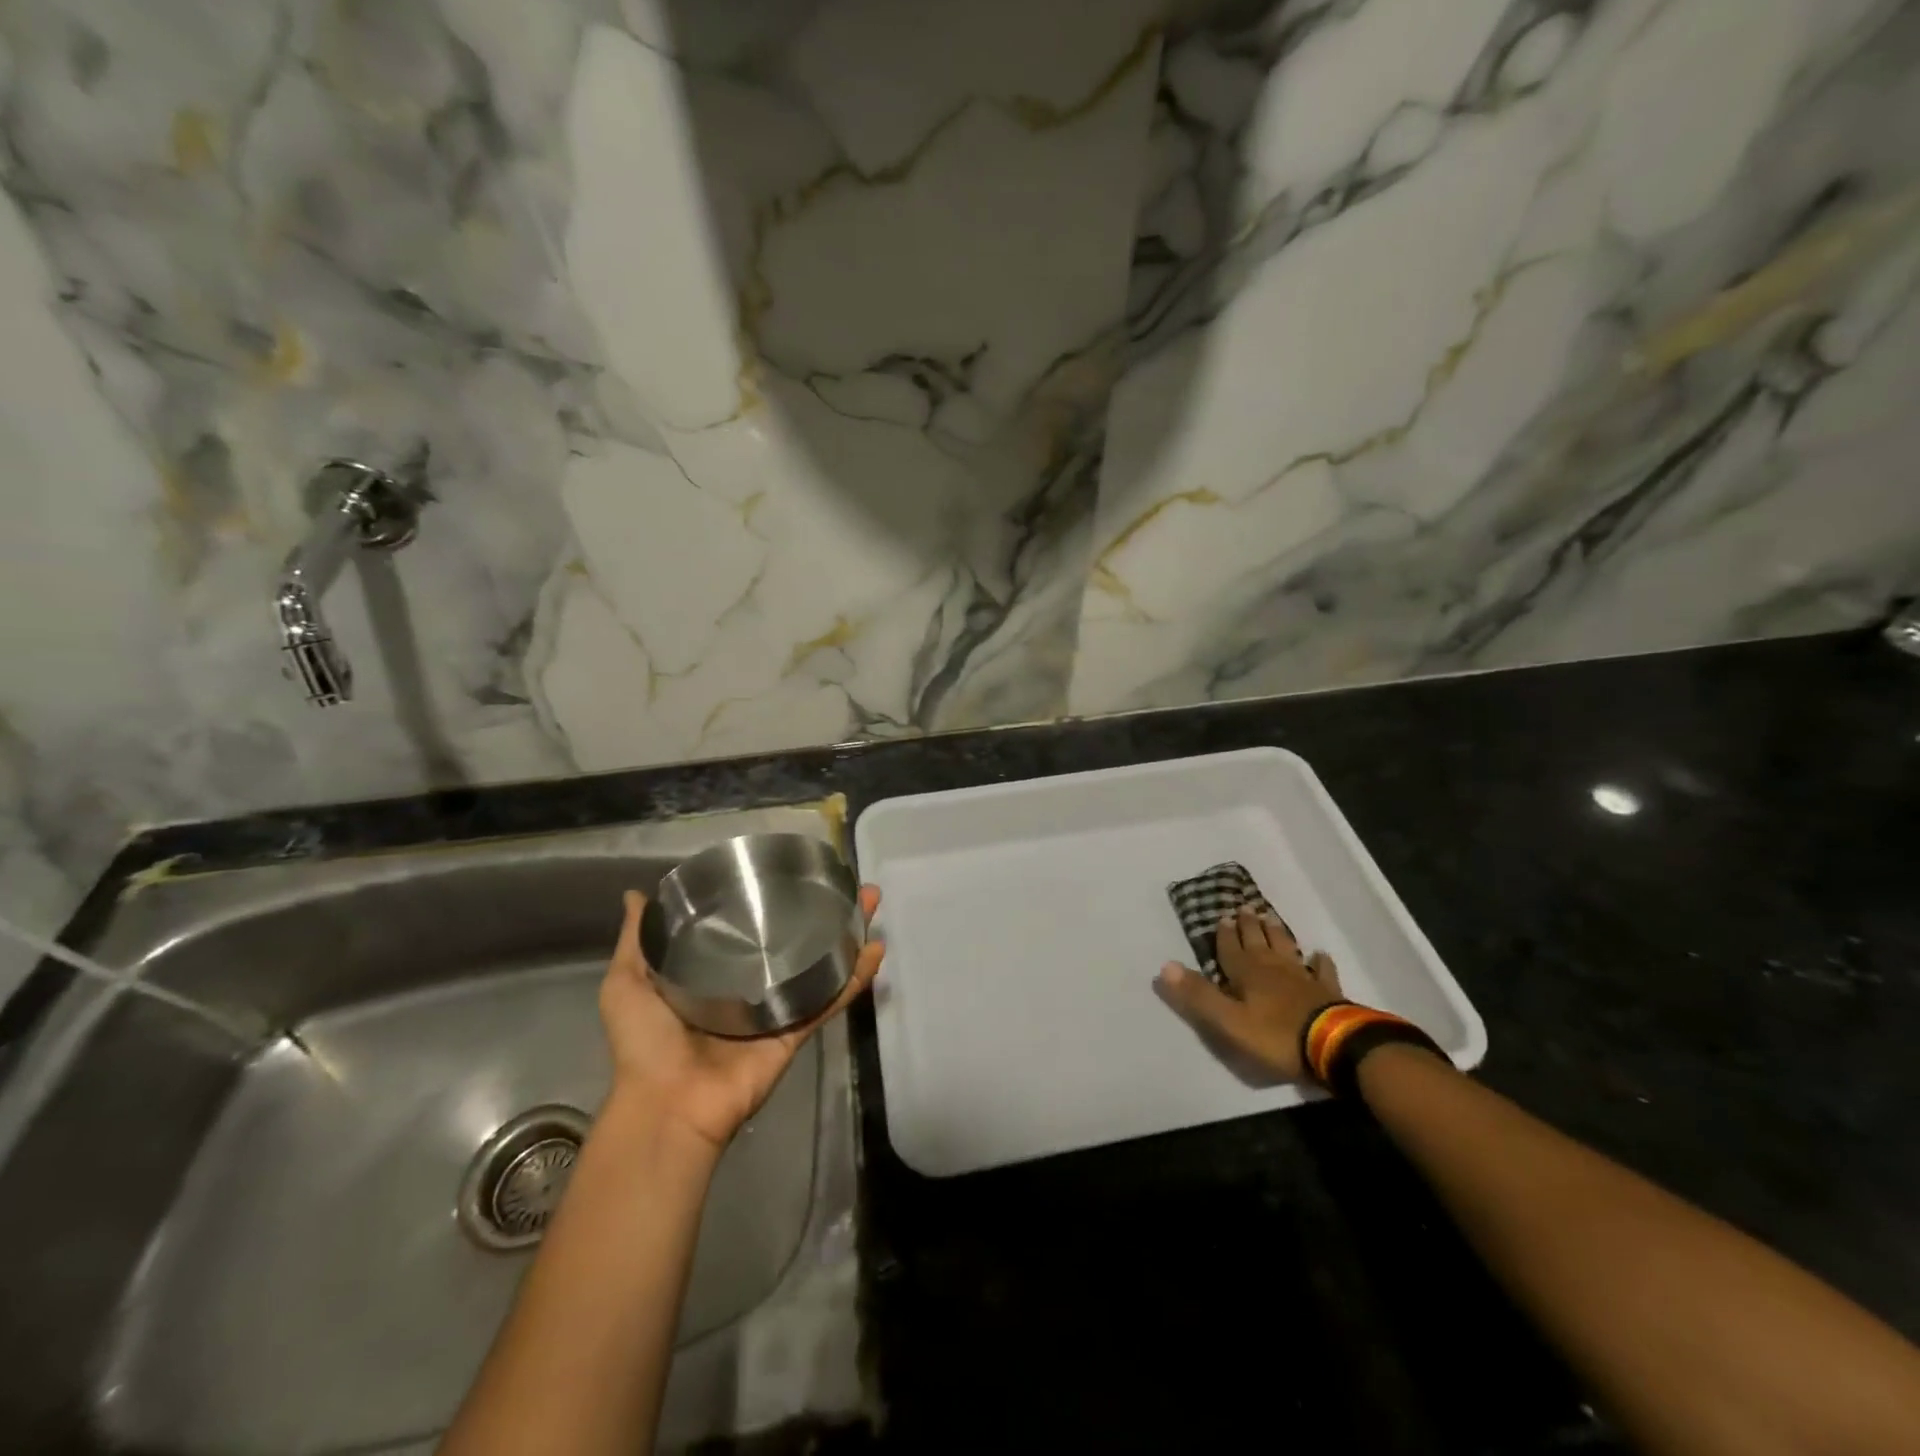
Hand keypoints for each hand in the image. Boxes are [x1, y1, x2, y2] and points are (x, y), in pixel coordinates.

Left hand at [597, 884, 883, 1152]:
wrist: (668, 1104)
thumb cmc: (646, 1042)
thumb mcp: (627, 982)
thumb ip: (639, 939)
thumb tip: (636, 893)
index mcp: (712, 975)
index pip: (748, 928)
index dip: (771, 901)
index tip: (792, 872)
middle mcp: (750, 987)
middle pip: (793, 942)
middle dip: (822, 912)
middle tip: (847, 884)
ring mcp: (777, 1010)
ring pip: (820, 966)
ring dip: (847, 936)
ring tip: (871, 904)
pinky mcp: (795, 1033)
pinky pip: (828, 1002)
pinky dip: (854, 979)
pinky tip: (875, 950)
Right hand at [1156, 904, 1342, 1080]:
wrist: (1333, 1047)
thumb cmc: (1276, 1036)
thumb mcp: (1228, 1021)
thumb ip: (1198, 995)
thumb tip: (1165, 965)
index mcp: (1246, 973)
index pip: (1230, 949)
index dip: (1224, 935)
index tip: (1222, 915)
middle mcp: (1273, 968)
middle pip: (1258, 942)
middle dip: (1249, 926)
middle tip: (1245, 907)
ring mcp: (1303, 978)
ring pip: (1286, 948)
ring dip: (1277, 933)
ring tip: (1271, 917)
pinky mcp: (1328, 992)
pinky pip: (1322, 971)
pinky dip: (1320, 962)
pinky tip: (1320, 954)